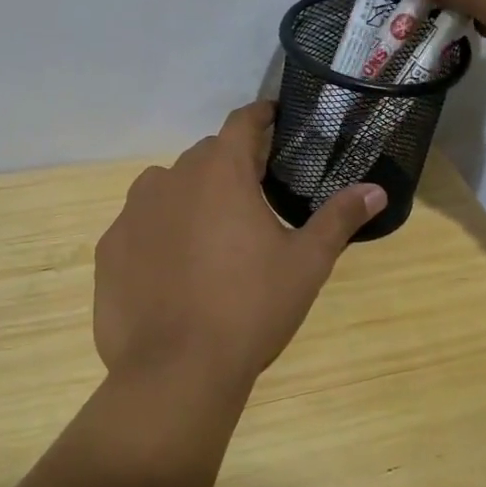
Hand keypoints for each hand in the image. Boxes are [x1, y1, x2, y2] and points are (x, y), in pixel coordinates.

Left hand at [94, 102, 384, 387]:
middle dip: (230, 166)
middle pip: (206, 156)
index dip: (261, 116)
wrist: (176, 371)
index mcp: (220, 173)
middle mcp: (170, 179)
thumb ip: (338, 219)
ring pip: (167, 187)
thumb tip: (376, 189)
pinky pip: (139, 225)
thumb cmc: (250, 309)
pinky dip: (158, 233)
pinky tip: (172, 270)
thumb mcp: (305, 264)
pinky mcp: (109, 248)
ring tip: (211, 235)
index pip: (242, 122)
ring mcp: (132, 213)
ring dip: (190, 197)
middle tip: (254, 196)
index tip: (275, 119)